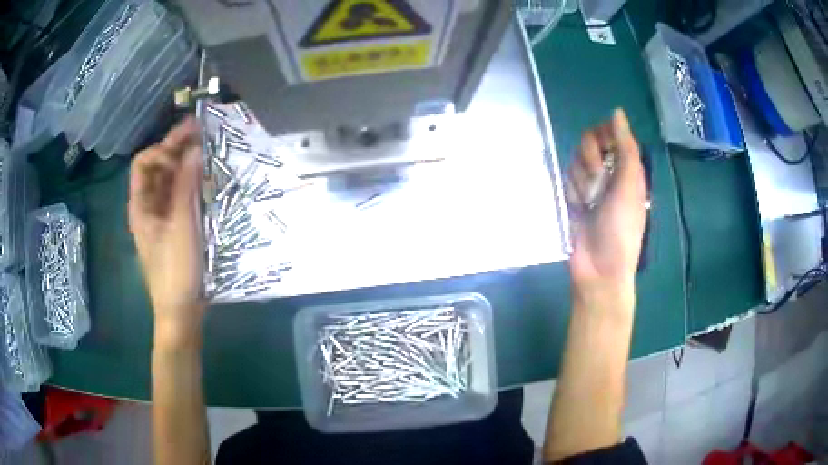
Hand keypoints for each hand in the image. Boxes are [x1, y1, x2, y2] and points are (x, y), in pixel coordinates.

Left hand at [128, 117, 204, 344]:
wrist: (181, 311)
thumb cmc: (175, 270)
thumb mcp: (181, 225)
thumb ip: (185, 185)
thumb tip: (194, 148)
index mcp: (140, 205)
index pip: (143, 162)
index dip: (162, 149)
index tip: (186, 146)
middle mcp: (148, 206)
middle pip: (158, 169)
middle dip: (177, 148)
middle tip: (202, 132)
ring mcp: (162, 217)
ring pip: (170, 181)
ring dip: (186, 164)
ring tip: (208, 151)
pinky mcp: (175, 227)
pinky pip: (180, 197)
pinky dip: (191, 183)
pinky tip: (207, 179)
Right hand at [567, 109, 646, 305]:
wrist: (599, 268)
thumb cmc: (621, 229)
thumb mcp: (629, 186)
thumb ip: (625, 148)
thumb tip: (617, 111)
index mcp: (627, 168)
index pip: (612, 133)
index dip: (604, 135)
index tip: (604, 148)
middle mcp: (609, 172)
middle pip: (590, 143)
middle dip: (590, 160)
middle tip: (597, 181)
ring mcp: (590, 185)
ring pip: (576, 161)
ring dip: (581, 180)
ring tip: (589, 202)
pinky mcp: (574, 197)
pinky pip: (566, 179)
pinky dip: (572, 192)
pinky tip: (579, 208)